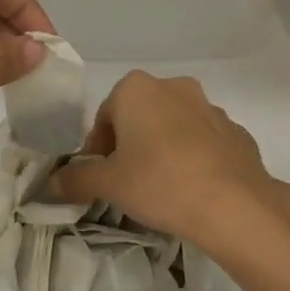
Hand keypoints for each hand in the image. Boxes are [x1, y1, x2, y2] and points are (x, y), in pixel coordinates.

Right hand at [52, 71, 288, 248]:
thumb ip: (76, 179)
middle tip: (128, 182)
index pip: (104, 116)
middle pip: (140, 116)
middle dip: (131, 144)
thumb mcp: (108, 184)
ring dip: (163, 149)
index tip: (101, 177)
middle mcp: (174, 86)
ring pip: (174, 126)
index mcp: (136, 89)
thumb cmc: (159, 182)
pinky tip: (193, 189)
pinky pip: (204, 142)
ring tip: (162, 188)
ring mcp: (211, 107)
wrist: (234, 204)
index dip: (98, 149)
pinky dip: (194, 158)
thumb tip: (52, 182)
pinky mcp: (237, 131)